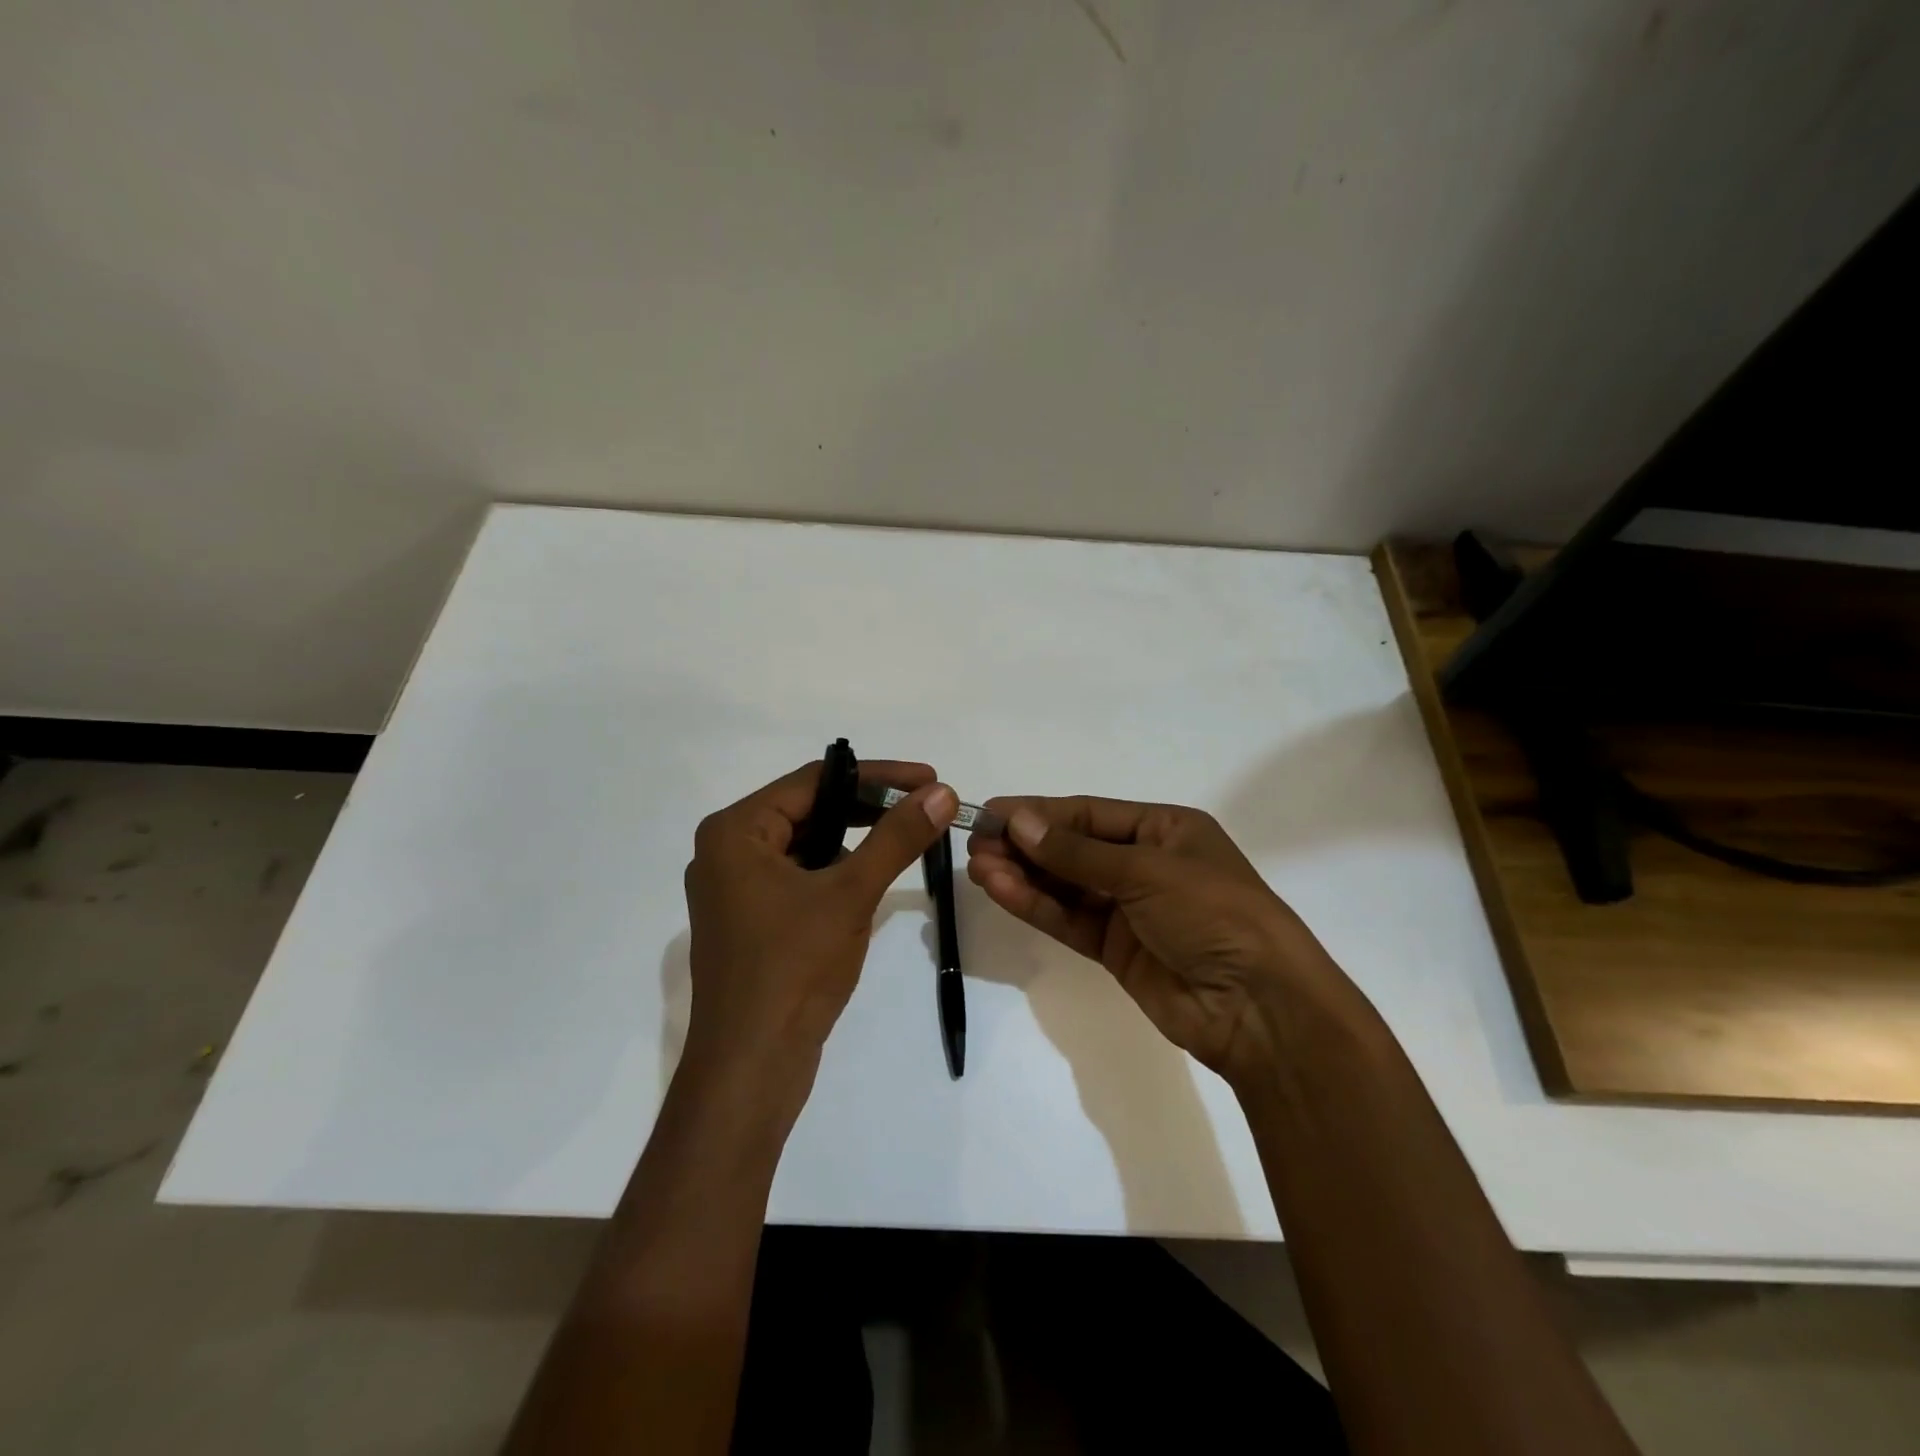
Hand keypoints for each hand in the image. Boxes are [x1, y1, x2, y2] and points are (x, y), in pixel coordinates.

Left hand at [682, 761, 957, 1111]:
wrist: (750, 1067)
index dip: (878, 776)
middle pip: (809, 809)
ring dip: (855, 841)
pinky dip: (836, 873)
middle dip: (868, 809)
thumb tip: (941, 793)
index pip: (814, 781)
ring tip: (905, 842)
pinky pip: (799, 877)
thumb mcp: (850, 894)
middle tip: (924, 809)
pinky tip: (869, 883)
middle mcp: (726, 851)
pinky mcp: (749, 920)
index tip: (929, 779)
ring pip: (806, 845)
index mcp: (735, 831)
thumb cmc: (793, 969)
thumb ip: (897, 838)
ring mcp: (735, 889)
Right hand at [967, 797, 1350, 1083]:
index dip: (1039, 812)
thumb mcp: (1145, 870)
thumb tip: (1018, 822)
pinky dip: (1037, 906)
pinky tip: (1001, 890)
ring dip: (1024, 875)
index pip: (1089, 814)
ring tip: (978, 867)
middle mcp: (1146, 864)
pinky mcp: (1117, 950)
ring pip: (1066, 886)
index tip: (992, 812)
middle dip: (1026, 844)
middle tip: (976, 843)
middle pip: (1073, 849)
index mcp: (1165, 830)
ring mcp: (1130, 909)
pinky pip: (1070, 919)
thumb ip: (1076, 852)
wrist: (1258, 1006)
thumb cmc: (1211, 913)